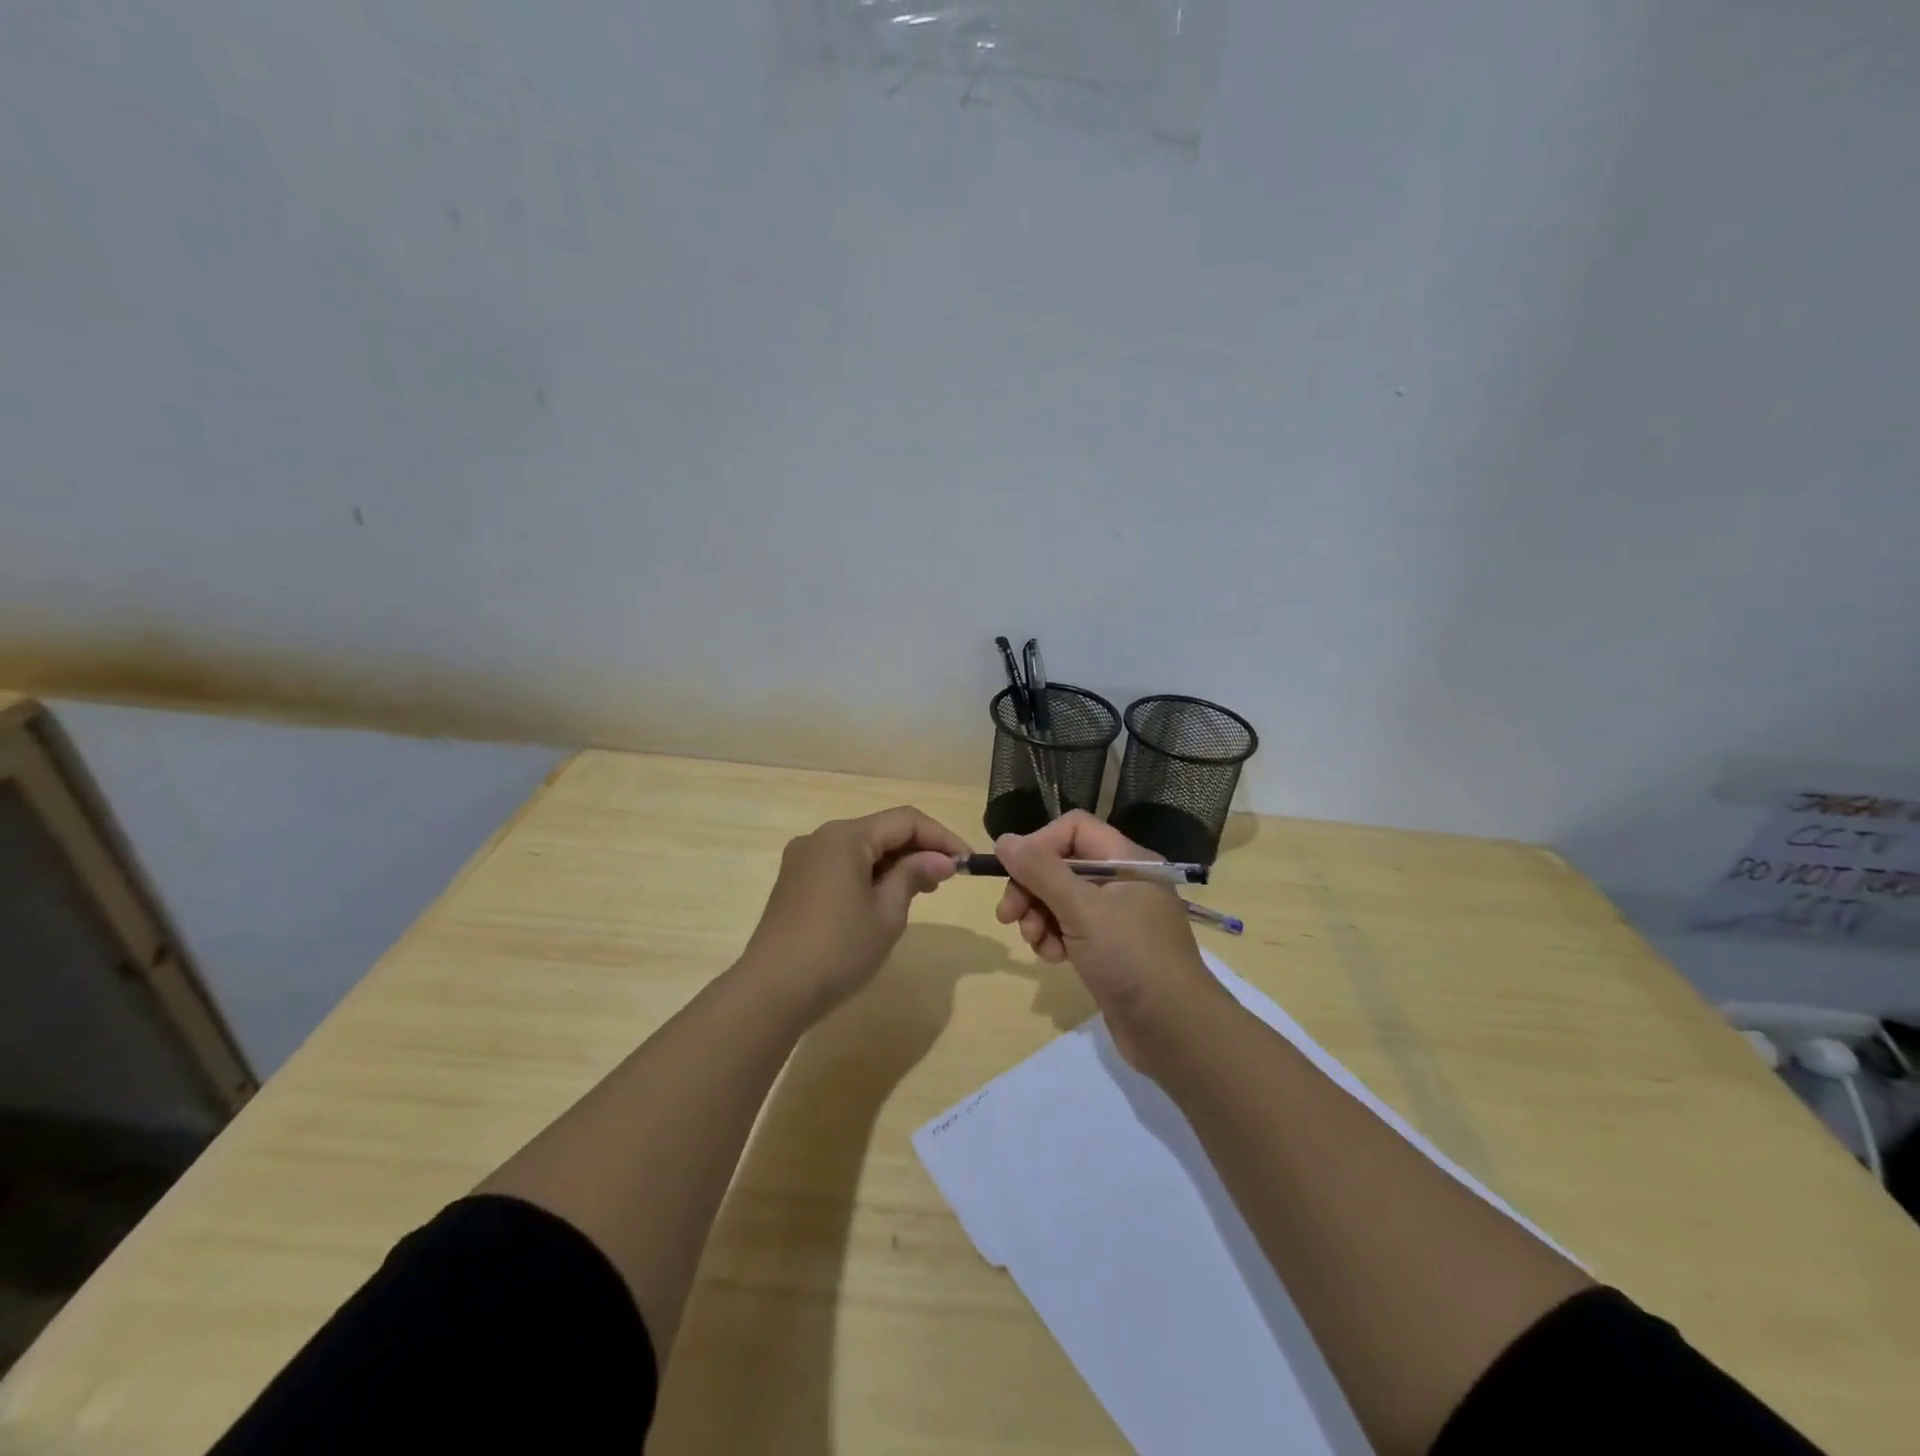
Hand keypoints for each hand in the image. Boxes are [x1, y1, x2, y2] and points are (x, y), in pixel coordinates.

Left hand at [739, 806, 968, 1021]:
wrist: (771, 991)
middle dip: (918, 849)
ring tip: (922, 891)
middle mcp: (821, 838)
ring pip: (861, 849)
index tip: (967, 862)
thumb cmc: (838, 949)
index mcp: (845, 837)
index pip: (905, 820)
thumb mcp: (887, 913)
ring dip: (894, 863)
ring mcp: (803, 860)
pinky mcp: (794, 883)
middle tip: (948, 879)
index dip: (941, 837)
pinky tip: (884, 899)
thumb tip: (942, 860)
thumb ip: (914, 876)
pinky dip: (869, 875)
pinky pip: (841, 865)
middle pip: (881, 830)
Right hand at [994, 811, 1226, 1068]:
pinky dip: (1054, 938)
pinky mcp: (1109, 947)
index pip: (1073, 829)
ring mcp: (1116, 916)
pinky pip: (1070, 928)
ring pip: (1061, 899)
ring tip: (1036, 943)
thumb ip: (1041, 872)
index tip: (1012, 872)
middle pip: (1062, 864)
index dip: (1039, 844)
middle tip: (1008, 916)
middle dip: (1031, 887)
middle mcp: (1123, 881)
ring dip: (1039, 917)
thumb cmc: (1132, 959)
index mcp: (1127, 860)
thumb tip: (1004, 839)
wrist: (1175, 1032)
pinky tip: (1053, 959)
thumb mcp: (1083, 910)